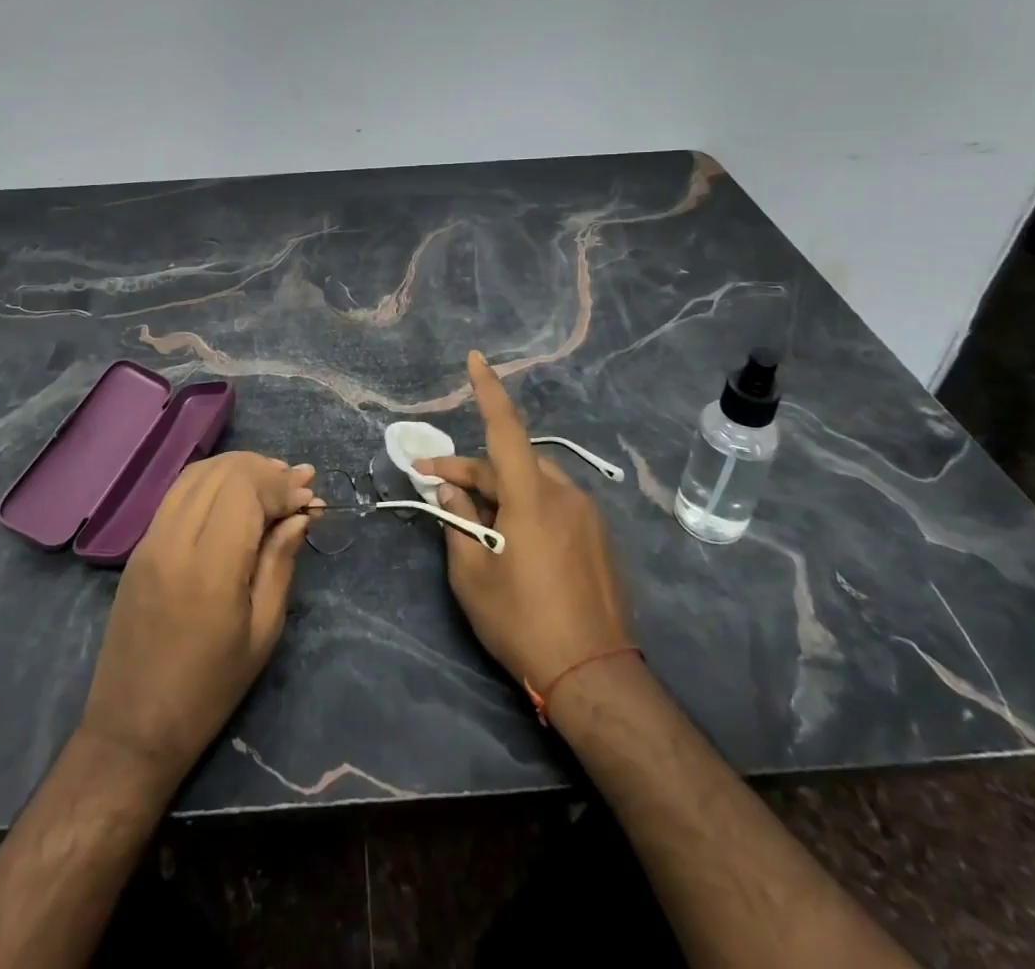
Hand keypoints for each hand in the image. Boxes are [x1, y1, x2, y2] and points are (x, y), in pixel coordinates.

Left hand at [79, 452, 316, 785]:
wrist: (133, 727)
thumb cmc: (209, 689)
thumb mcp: (262, 632)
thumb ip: (280, 563)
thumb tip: (300, 514)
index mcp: (210, 565)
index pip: (246, 489)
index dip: (281, 484)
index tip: (309, 494)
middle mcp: (174, 539)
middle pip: (222, 472)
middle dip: (264, 468)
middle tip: (298, 482)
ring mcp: (150, 539)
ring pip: (197, 474)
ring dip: (237, 468)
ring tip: (271, 479)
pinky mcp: (139, 547)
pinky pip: (177, 492)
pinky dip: (211, 480)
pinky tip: (234, 493)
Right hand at [420, 352, 634, 699]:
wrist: (594, 675)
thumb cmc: (522, 621)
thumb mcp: (473, 573)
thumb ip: (458, 520)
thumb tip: (449, 487)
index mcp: (532, 496)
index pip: (506, 428)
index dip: (488, 390)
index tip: (476, 358)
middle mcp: (564, 493)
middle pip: (510, 464)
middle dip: (471, 470)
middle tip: (435, 483)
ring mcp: (587, 514)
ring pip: (533, 483)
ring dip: (500, 491)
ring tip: (475, 521)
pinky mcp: (599, 536)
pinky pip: (555, 504)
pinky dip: (526, 507)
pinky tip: (513, 540)